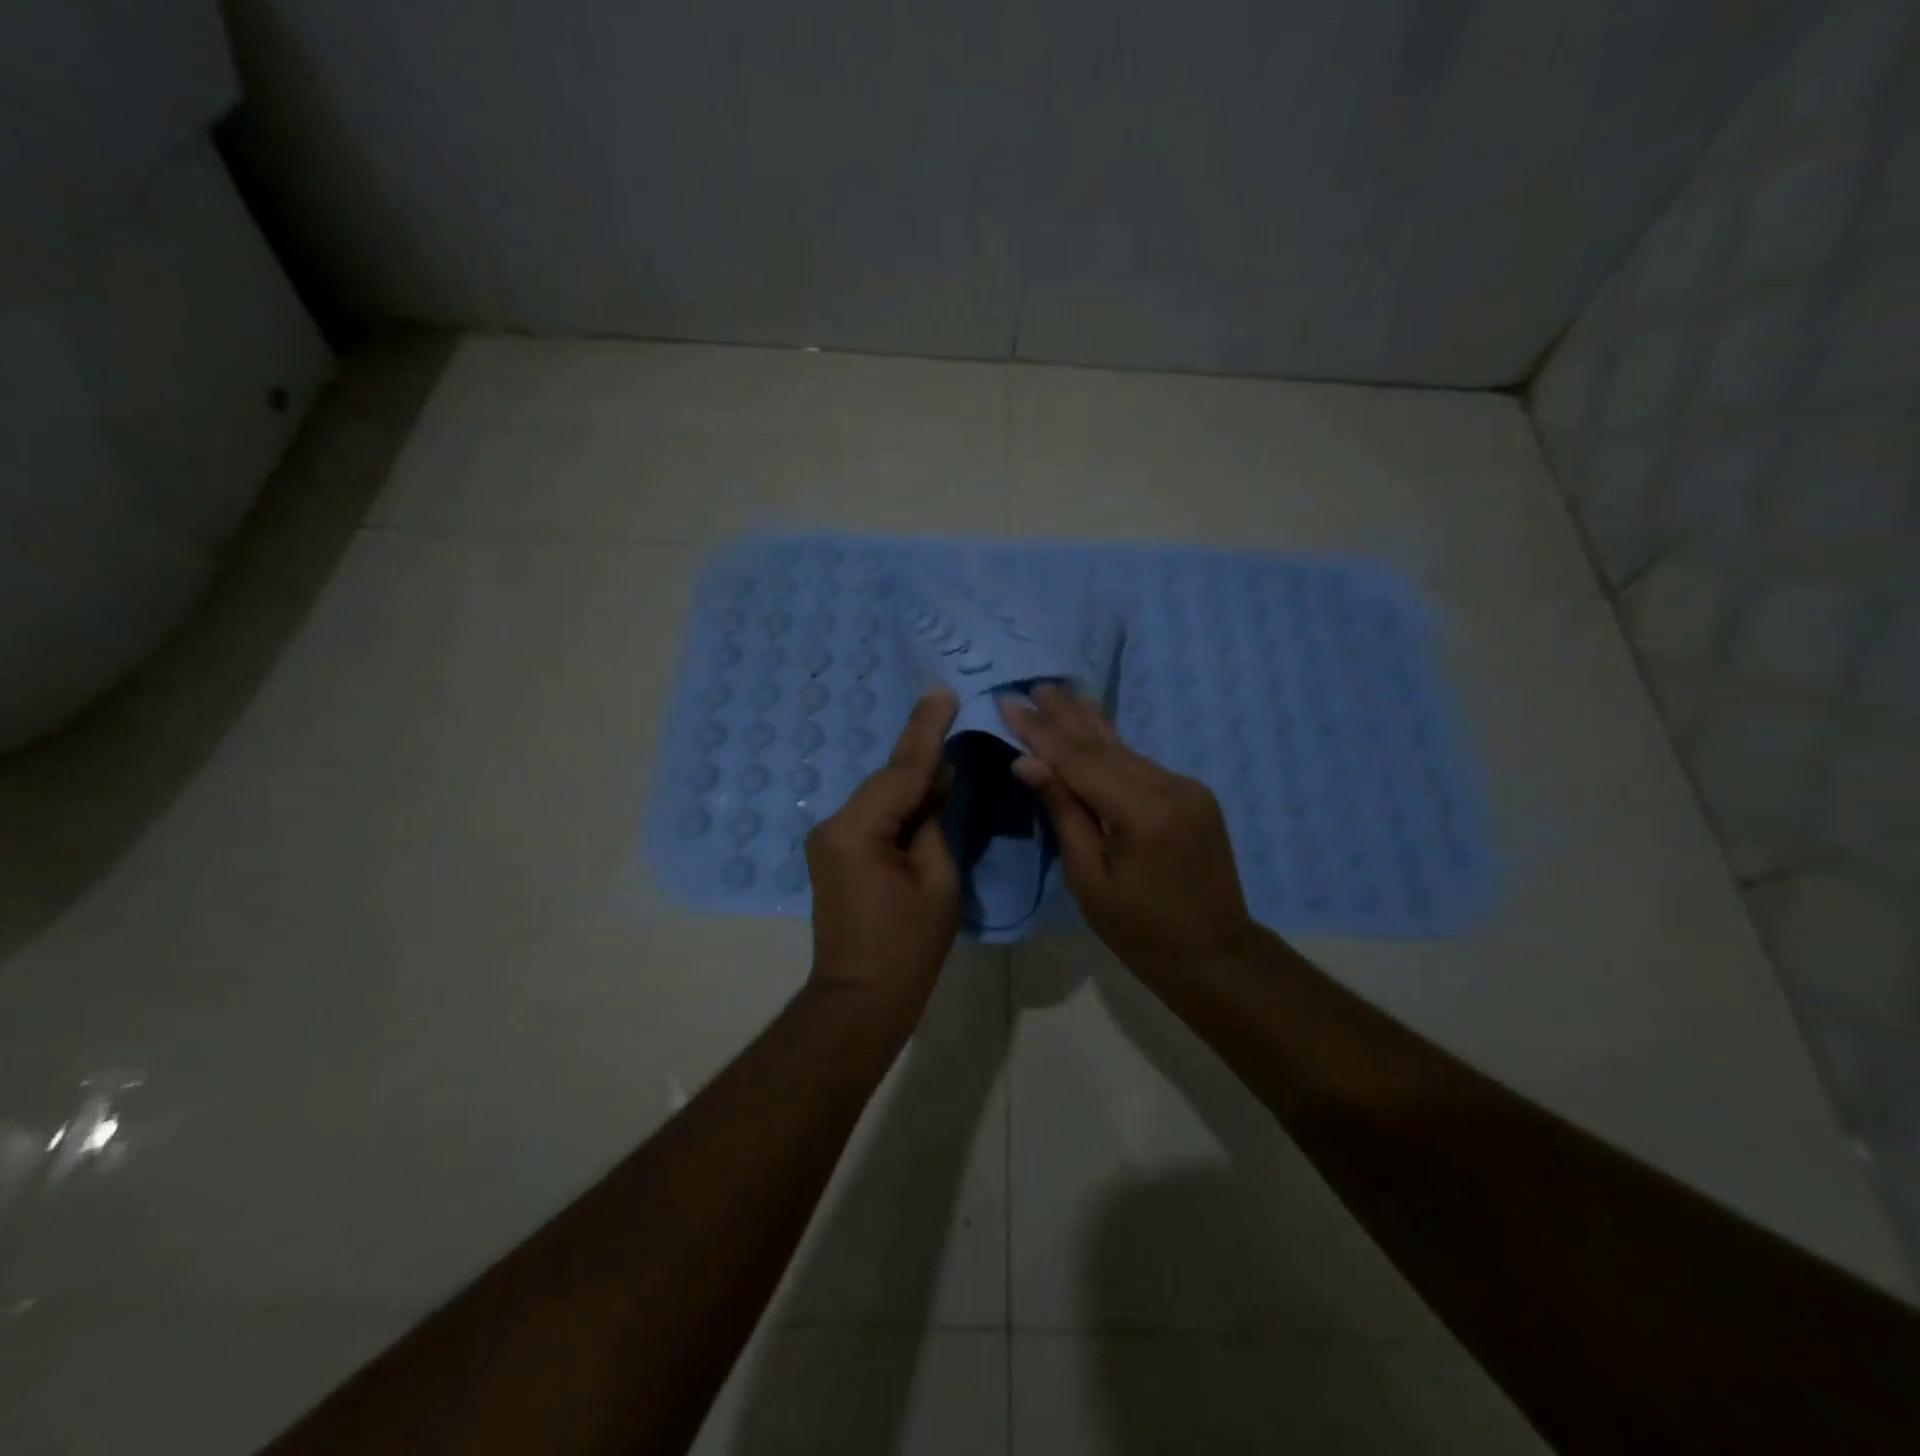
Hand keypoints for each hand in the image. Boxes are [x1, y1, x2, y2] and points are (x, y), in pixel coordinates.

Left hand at [805, 689, 961, 1014]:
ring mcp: (829, 838)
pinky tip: (927, 789)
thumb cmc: (908, 947)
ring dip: (913, 778)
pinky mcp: (835, 852)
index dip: (926, 731)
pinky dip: (900, 803)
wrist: (860, 998)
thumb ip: (933, 823)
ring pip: (881, 795)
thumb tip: (936, 783)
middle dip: (921, 750)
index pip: (901, 770)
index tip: (943, 693)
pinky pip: (873, 815)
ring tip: (947, 749)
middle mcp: (834, 825)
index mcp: (858, 830)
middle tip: (949, 709)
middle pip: (888, 778)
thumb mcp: (938, 881)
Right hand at [1002, 684, 1258, 984]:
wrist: (1215, 954)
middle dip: (1065, 714)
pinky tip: (1092, 729)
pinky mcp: (1192, 795)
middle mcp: (1170, 787)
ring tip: (1060, 692)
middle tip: (1033, 684)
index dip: (1040, 732)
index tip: (1008, 703)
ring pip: (1125, 749)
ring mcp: (1186, 788)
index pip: (1079, 760)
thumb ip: (1063, 812)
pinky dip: (1111, 748)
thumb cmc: (1140, 930)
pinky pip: (1140, 765)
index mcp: (1143, 812)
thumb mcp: (1088, 878)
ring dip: (1088, 723)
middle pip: (1104, 744)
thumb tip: (1028, 762)